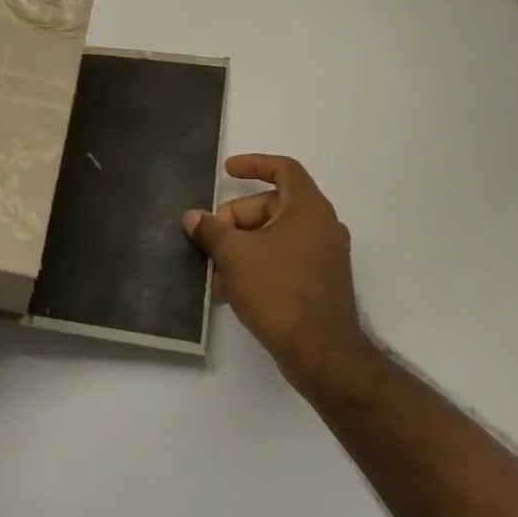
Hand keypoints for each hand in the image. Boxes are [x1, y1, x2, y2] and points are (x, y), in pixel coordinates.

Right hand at [183, 154, 373, 387]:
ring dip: (243, 246)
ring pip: (275, 236)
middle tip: (210, 237)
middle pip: (273, 206)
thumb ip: (211, 230)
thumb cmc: (278, 290)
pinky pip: (284, 259)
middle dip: (237, 218)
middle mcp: (322, 226)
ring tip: (214, 268)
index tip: (226, 171)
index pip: (283, 169)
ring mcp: (324, 256)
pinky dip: (258, 264)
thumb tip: (193, 217)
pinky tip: (230, 288)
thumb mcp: (234, 256)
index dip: (253, 164)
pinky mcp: (321, 282)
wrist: (321, 352)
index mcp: (308, 208)